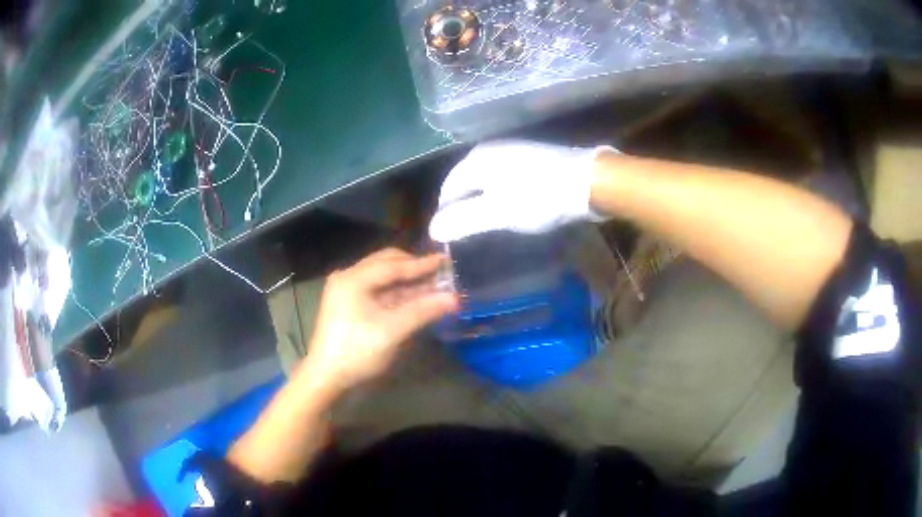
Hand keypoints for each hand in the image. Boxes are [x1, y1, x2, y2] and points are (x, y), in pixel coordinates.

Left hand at [302, 248, 458, 390]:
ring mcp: (348, 291)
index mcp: (353, 279)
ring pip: (384, 279)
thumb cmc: (356, 351)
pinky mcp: (351, 305)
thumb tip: (454, 298)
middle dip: (413, 269)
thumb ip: (422, 311)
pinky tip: (416, 299)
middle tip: (440, 274)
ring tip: (434, 286)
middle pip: (386, 265)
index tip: (445, 260)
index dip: (421, 264)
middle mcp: (349, 278)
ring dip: (408, 283)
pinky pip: (379, 292)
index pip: (392, 265)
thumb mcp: (392, 331)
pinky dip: (398, 294)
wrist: (327, 377)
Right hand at [428, 140, 611, 242]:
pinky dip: (500, 193)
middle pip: (465, 182)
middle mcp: (489, 149)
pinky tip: (511, 206)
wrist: (588, 180)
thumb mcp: (498, 213)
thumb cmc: (540, 197)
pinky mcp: (530, 156)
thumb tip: (432, 230)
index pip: (448, 189)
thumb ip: (463, 221)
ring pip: (485, 179)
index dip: (446, 214)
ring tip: (489, 223)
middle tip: (470, 233)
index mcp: (476, 160)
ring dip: (482, 201)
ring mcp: (511, 150)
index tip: (452, 238)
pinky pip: (503, 177)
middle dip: (464, 207)